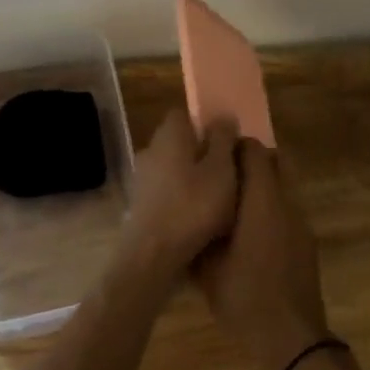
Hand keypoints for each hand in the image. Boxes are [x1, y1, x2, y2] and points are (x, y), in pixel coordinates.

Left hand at [121, 109, 238, 287]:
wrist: (153, 255)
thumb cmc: (193, 206)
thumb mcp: (221, 169)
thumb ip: (223, 140)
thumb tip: (223, 117)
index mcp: (170, 134)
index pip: (185, 114)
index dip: (207, 123)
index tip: (228, 140)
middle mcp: (151, 149)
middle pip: (180, 141)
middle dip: (202, 152)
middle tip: (229, 170)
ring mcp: (142, 178)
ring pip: (174, 167)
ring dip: (193, 177)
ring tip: (219, 198)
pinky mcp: (140, 204)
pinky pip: (167, 191)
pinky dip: (182, 198)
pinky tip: (199, 217)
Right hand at [194, 140, 332, 369]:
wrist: (292, 337)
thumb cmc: (245, 297)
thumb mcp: (207, 267)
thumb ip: (200, 230)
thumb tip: (189, 207)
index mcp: (262, 200)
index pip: (254, 150)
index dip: (232, 148)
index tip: (211, 158)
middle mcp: (286, 201)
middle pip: (274, 160)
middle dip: (249, 161)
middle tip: (221, 178)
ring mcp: (301, 220)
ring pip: (284, 183)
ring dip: (262, 183)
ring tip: (233, 205)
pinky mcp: (306, 239)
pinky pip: (288, 206)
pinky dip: (271, 205)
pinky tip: (250, 231)